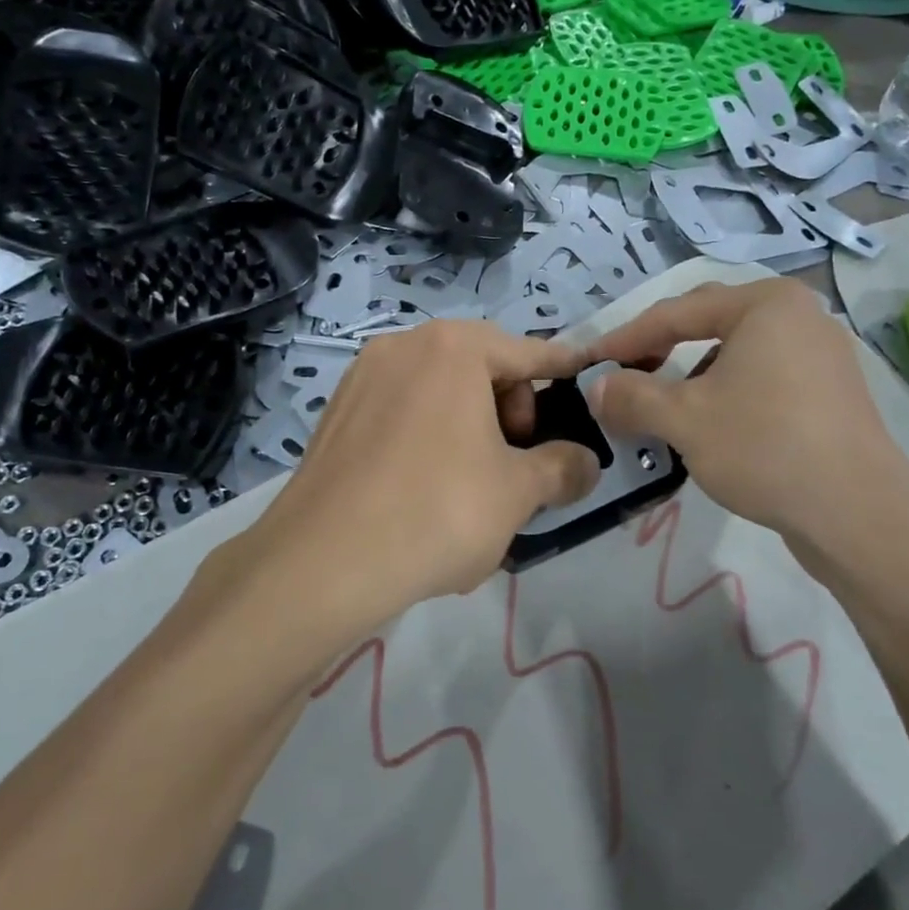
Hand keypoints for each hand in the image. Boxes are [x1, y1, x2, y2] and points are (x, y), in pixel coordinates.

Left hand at [240, 321, 600, 626]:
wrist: (322, 563)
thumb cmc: (437, 511)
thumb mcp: (518, 492)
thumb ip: (563, 468)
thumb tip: (587, 463)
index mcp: (453, 348)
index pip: (527, 352)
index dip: (562, 369)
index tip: (586, 376)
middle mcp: (403, 346)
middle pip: (479, 367)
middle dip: (511, 409)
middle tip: (518, 463)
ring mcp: (362, 378)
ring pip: (438, 392)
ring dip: (470, 426)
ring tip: (475, 485)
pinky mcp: (336, 414)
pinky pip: (401, 412)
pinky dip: (428, 436)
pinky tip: (427, 491)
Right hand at [583, 280, 908, 575]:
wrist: (859, 515)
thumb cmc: (765, 447)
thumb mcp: (684, 419)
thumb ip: (631, 396)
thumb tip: (596, 388)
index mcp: (765, 304)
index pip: (677, 311)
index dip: (626, 338)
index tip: (590, 362)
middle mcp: (799, 315)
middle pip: (709, 323)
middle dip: (661, 349)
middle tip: (624, 374)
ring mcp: (822, 354)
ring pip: (737, 353)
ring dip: (692, 374)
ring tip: (663, 403)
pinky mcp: (832, 393)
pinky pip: (764, 377)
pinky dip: (727, 392)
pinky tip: (711, 424)